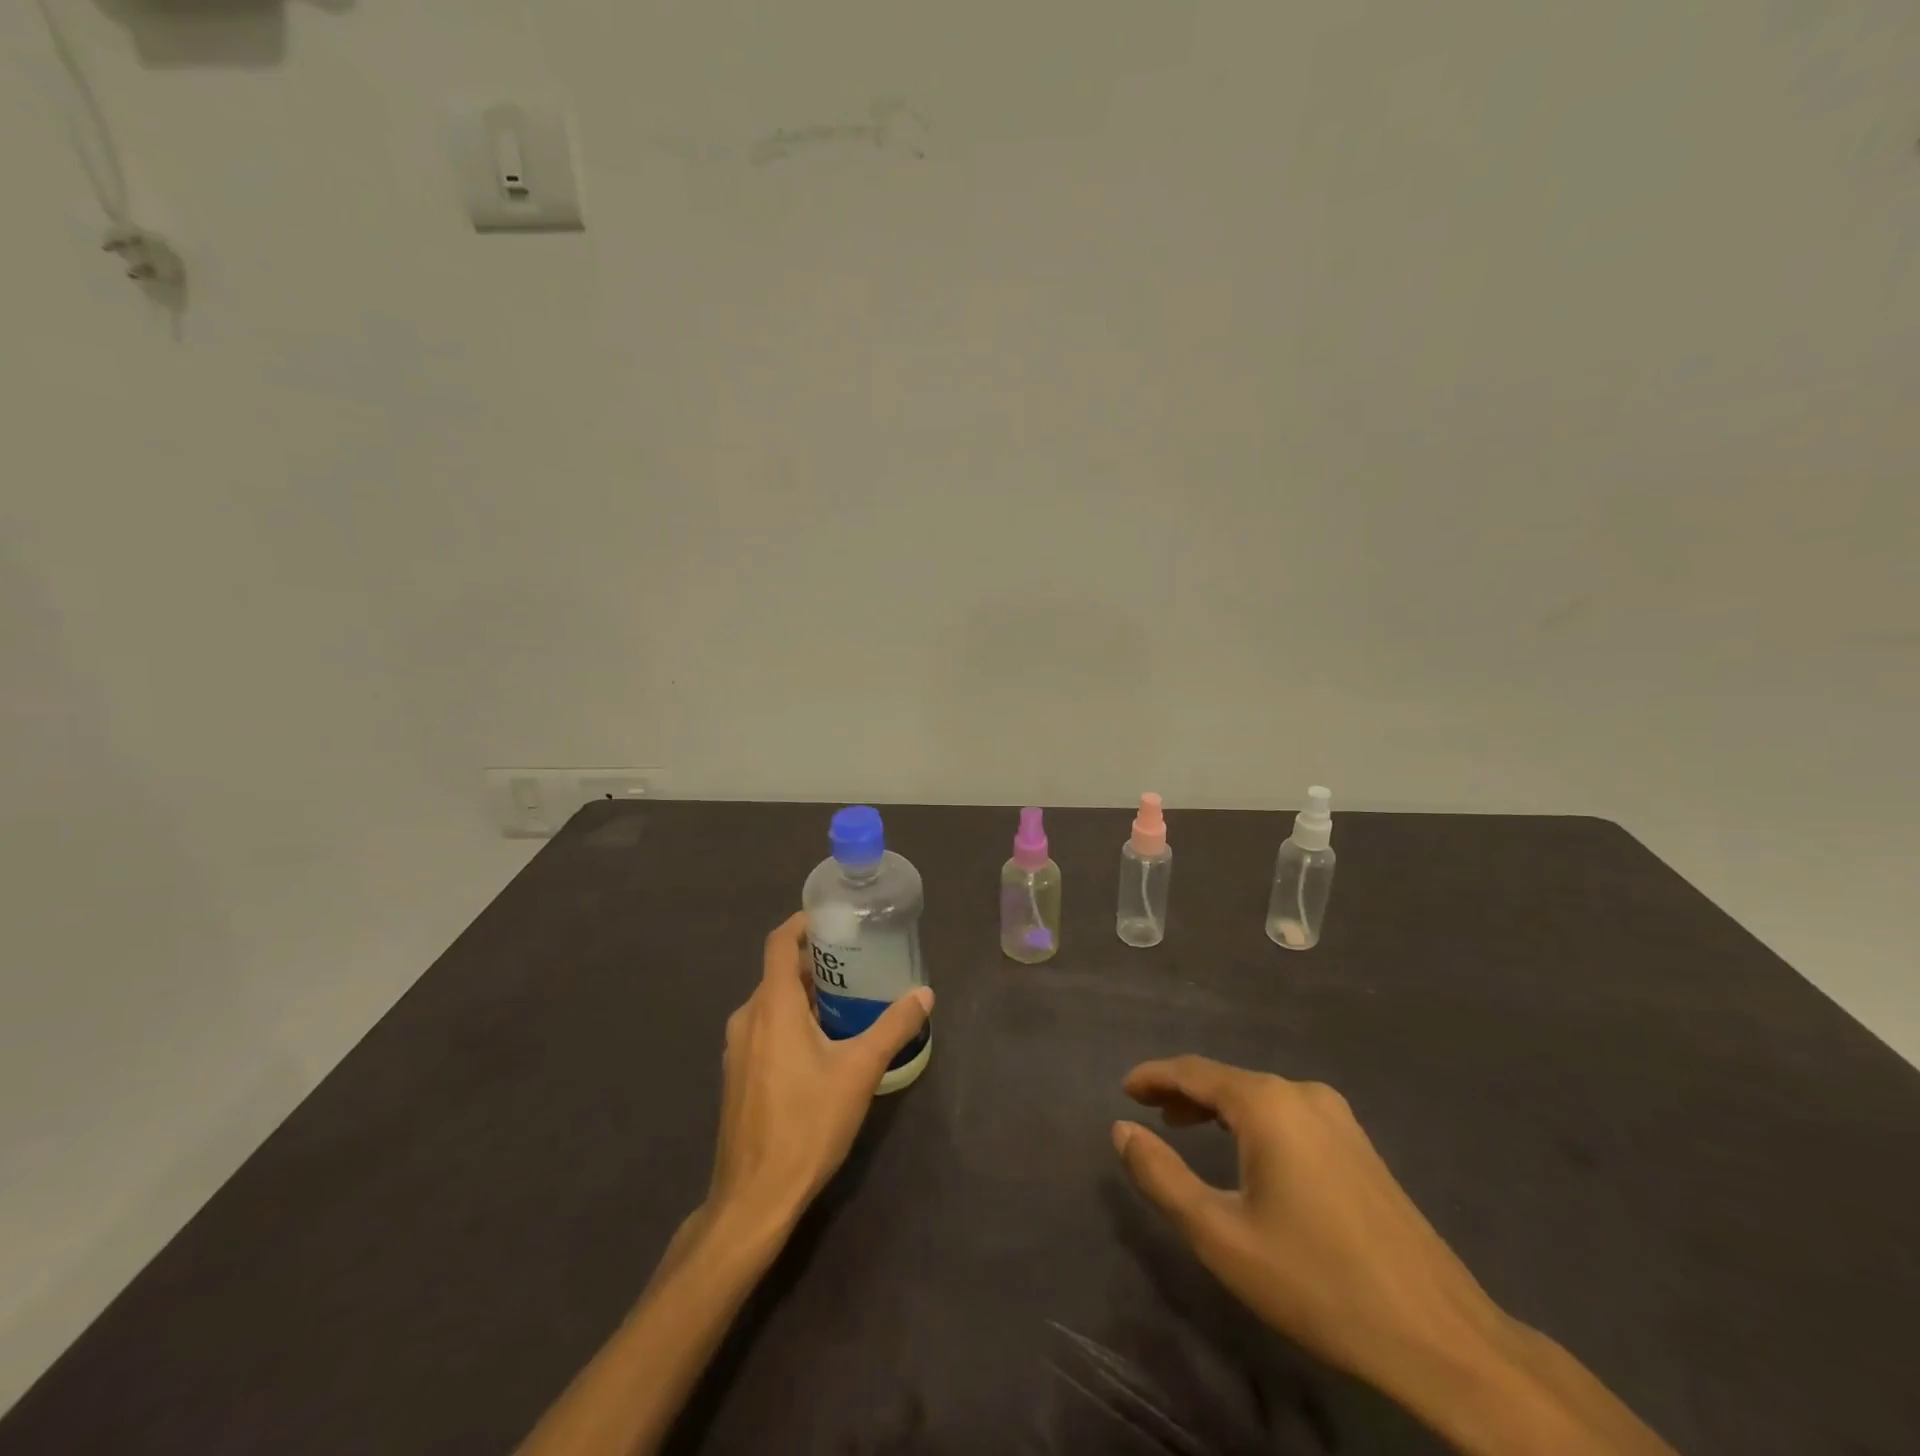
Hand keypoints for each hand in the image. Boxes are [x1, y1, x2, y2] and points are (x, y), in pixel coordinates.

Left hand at [707, 913, 932, 1239]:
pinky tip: (823, 1044)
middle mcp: (747, 1018)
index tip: (834, 919)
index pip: (779, 942)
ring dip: (805, 995)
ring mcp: (737, 1049)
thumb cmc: (807, 1124)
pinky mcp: (738, 1075)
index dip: (803, 923)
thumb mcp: (860, 1071)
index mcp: (772, 1006)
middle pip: (778, 972)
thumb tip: (925, 994)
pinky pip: (765, 1029)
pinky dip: (791, 1021)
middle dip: (816, 963)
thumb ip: (893, 1027)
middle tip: (857, 962)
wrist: (754, 1198)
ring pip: (772, 1003)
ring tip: (847, 1001)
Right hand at [1111, 1057, 1509, 1400]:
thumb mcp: (1221, 1236)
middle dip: (1183, 1092)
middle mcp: (1301, 1093)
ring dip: (1217, 1107)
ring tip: (1185, 1127)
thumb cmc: (1317, 1281)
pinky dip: (1251, 1121)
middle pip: (1227, 1080)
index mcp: (1267, 1104)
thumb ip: (1162, 1177)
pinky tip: (1246, 1151)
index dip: (1154, 1076)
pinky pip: (1287, 1114)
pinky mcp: (1358, 1144)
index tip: (1124, 1089)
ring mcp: (1337, 1116)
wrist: (1438, 1335)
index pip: (1193, 1071)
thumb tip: (1122, 1130)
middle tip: (1149, 1111)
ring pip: (1258, 1097)